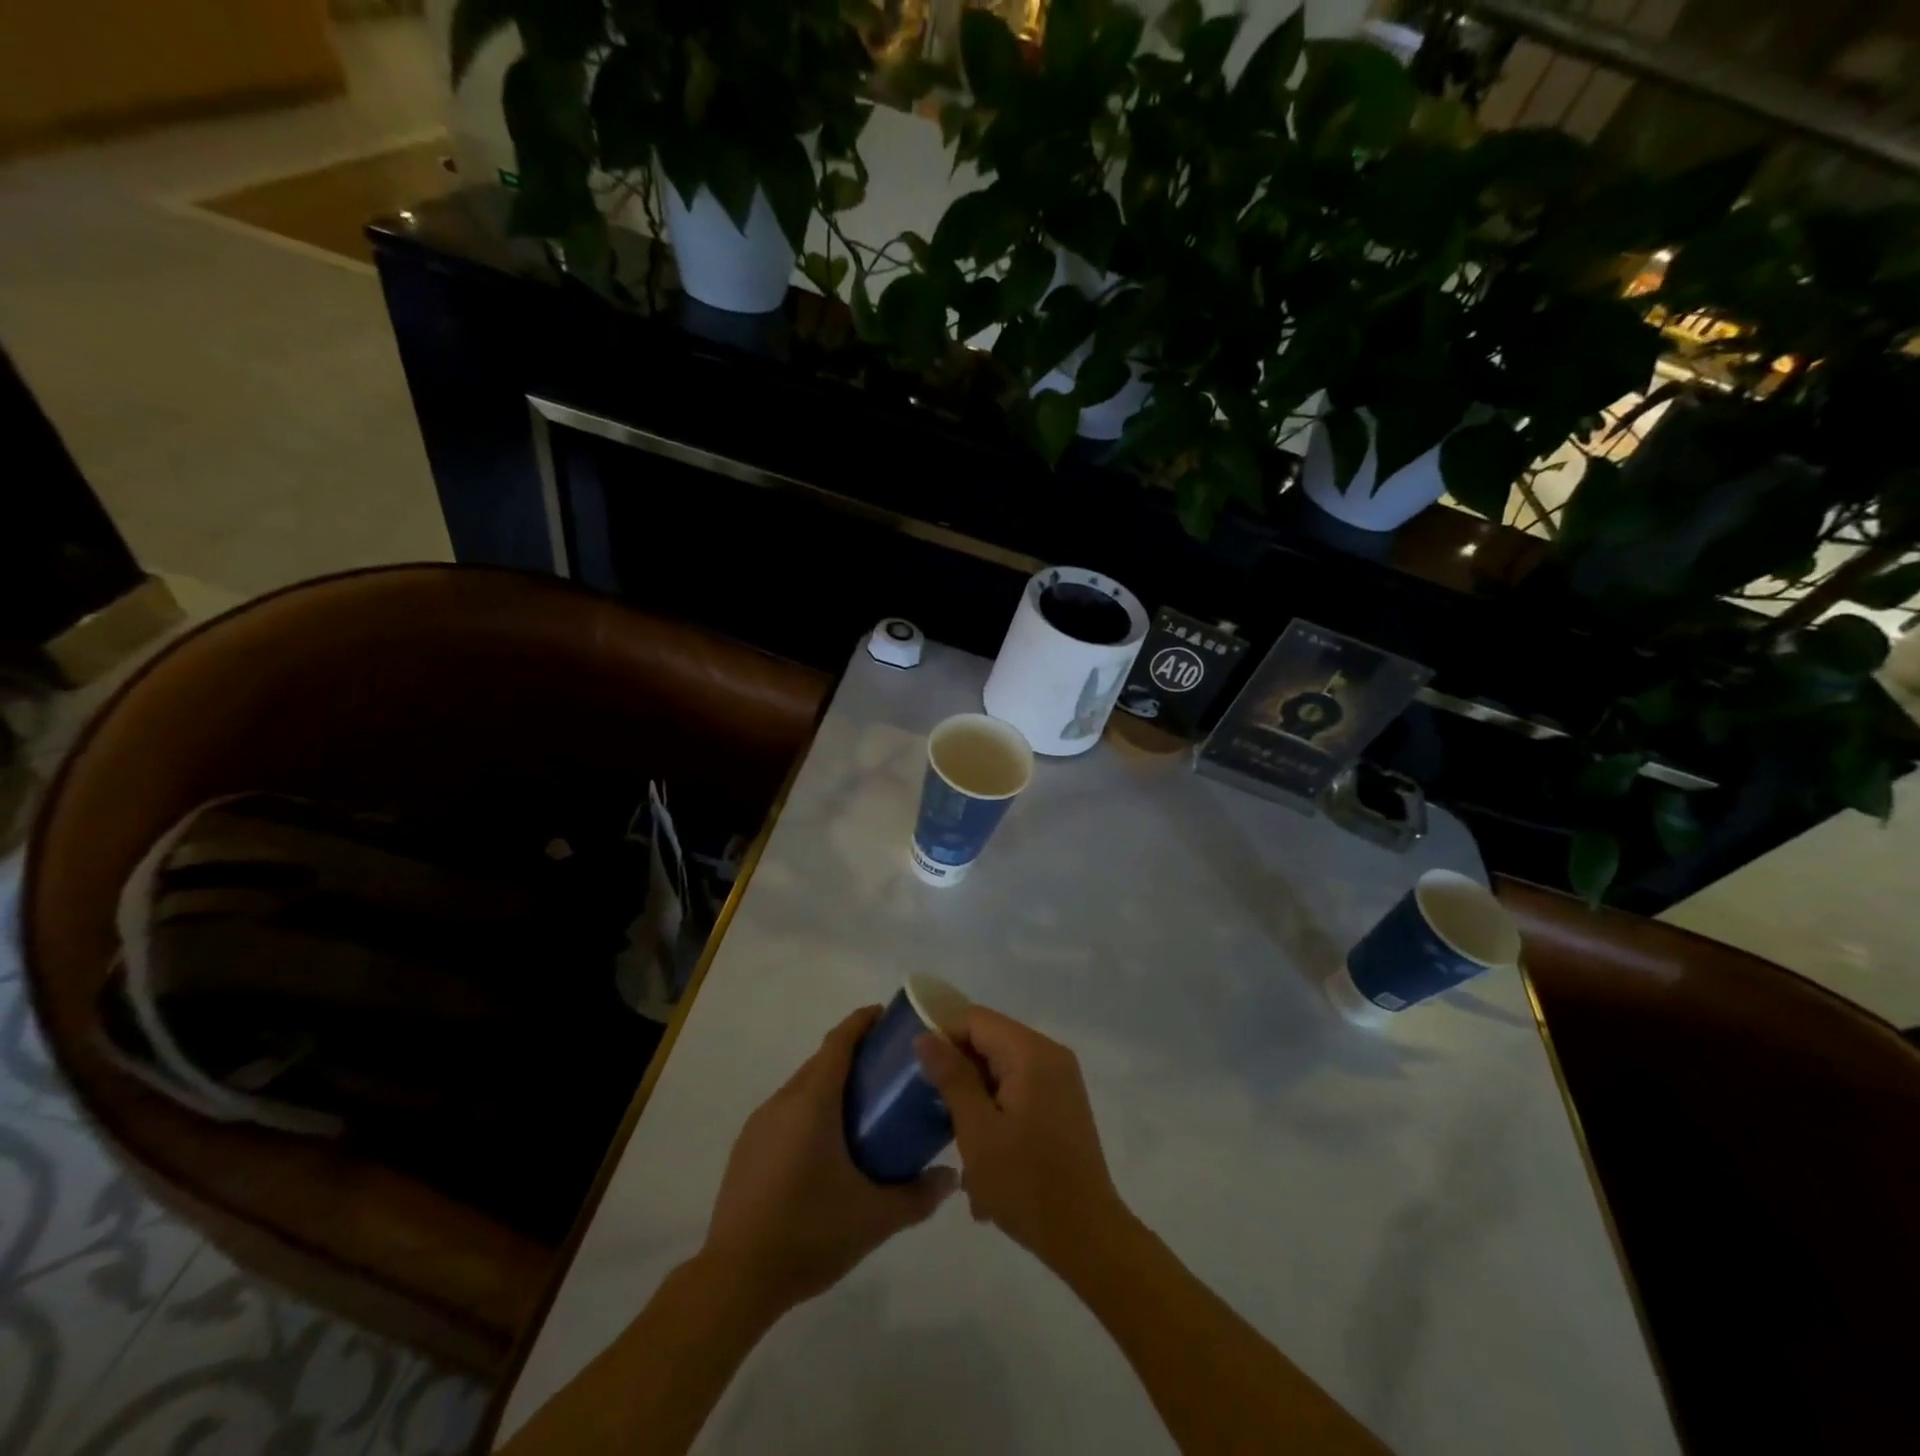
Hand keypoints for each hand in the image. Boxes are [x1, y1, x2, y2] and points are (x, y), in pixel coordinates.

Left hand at [700, 1007, 955, 1317]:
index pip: (839, 1041)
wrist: (736, 1279)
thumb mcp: (875, 1218)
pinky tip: (826, 1144)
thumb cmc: (809, 1233)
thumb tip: (952, 1177)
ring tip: (863, 1106)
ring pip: (802, 1086)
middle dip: (853, 1053)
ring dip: (830, 1083)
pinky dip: (810, 1109)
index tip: (888, 1016)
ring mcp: (759, 1124)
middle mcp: (783, 1101)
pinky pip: (785, 1111)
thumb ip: (918, 1195)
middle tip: (888, 1067)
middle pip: (821, 1060)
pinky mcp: (746, 1149)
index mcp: (812, 1102)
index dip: (863, 1022)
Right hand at [914, 1006, 1125, 1272]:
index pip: (976, 1020)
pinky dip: (997, 1111)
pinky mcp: (1062, 1103)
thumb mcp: (977, 1130)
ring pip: (1002, 1069)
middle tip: (935, 1110)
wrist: (1087, 1236)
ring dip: (976, 1098)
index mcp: (1031, 1052)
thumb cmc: (1025, 1182)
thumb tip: (925, 1036)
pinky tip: (984, 1155)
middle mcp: (1050, 1054)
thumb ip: (951, 1077)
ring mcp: (1060, 1079)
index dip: (943, 1037)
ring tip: (958, 1140)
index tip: (918, 1071)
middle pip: (990, 1042)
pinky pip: (1019, 1089)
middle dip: (960, 1072)